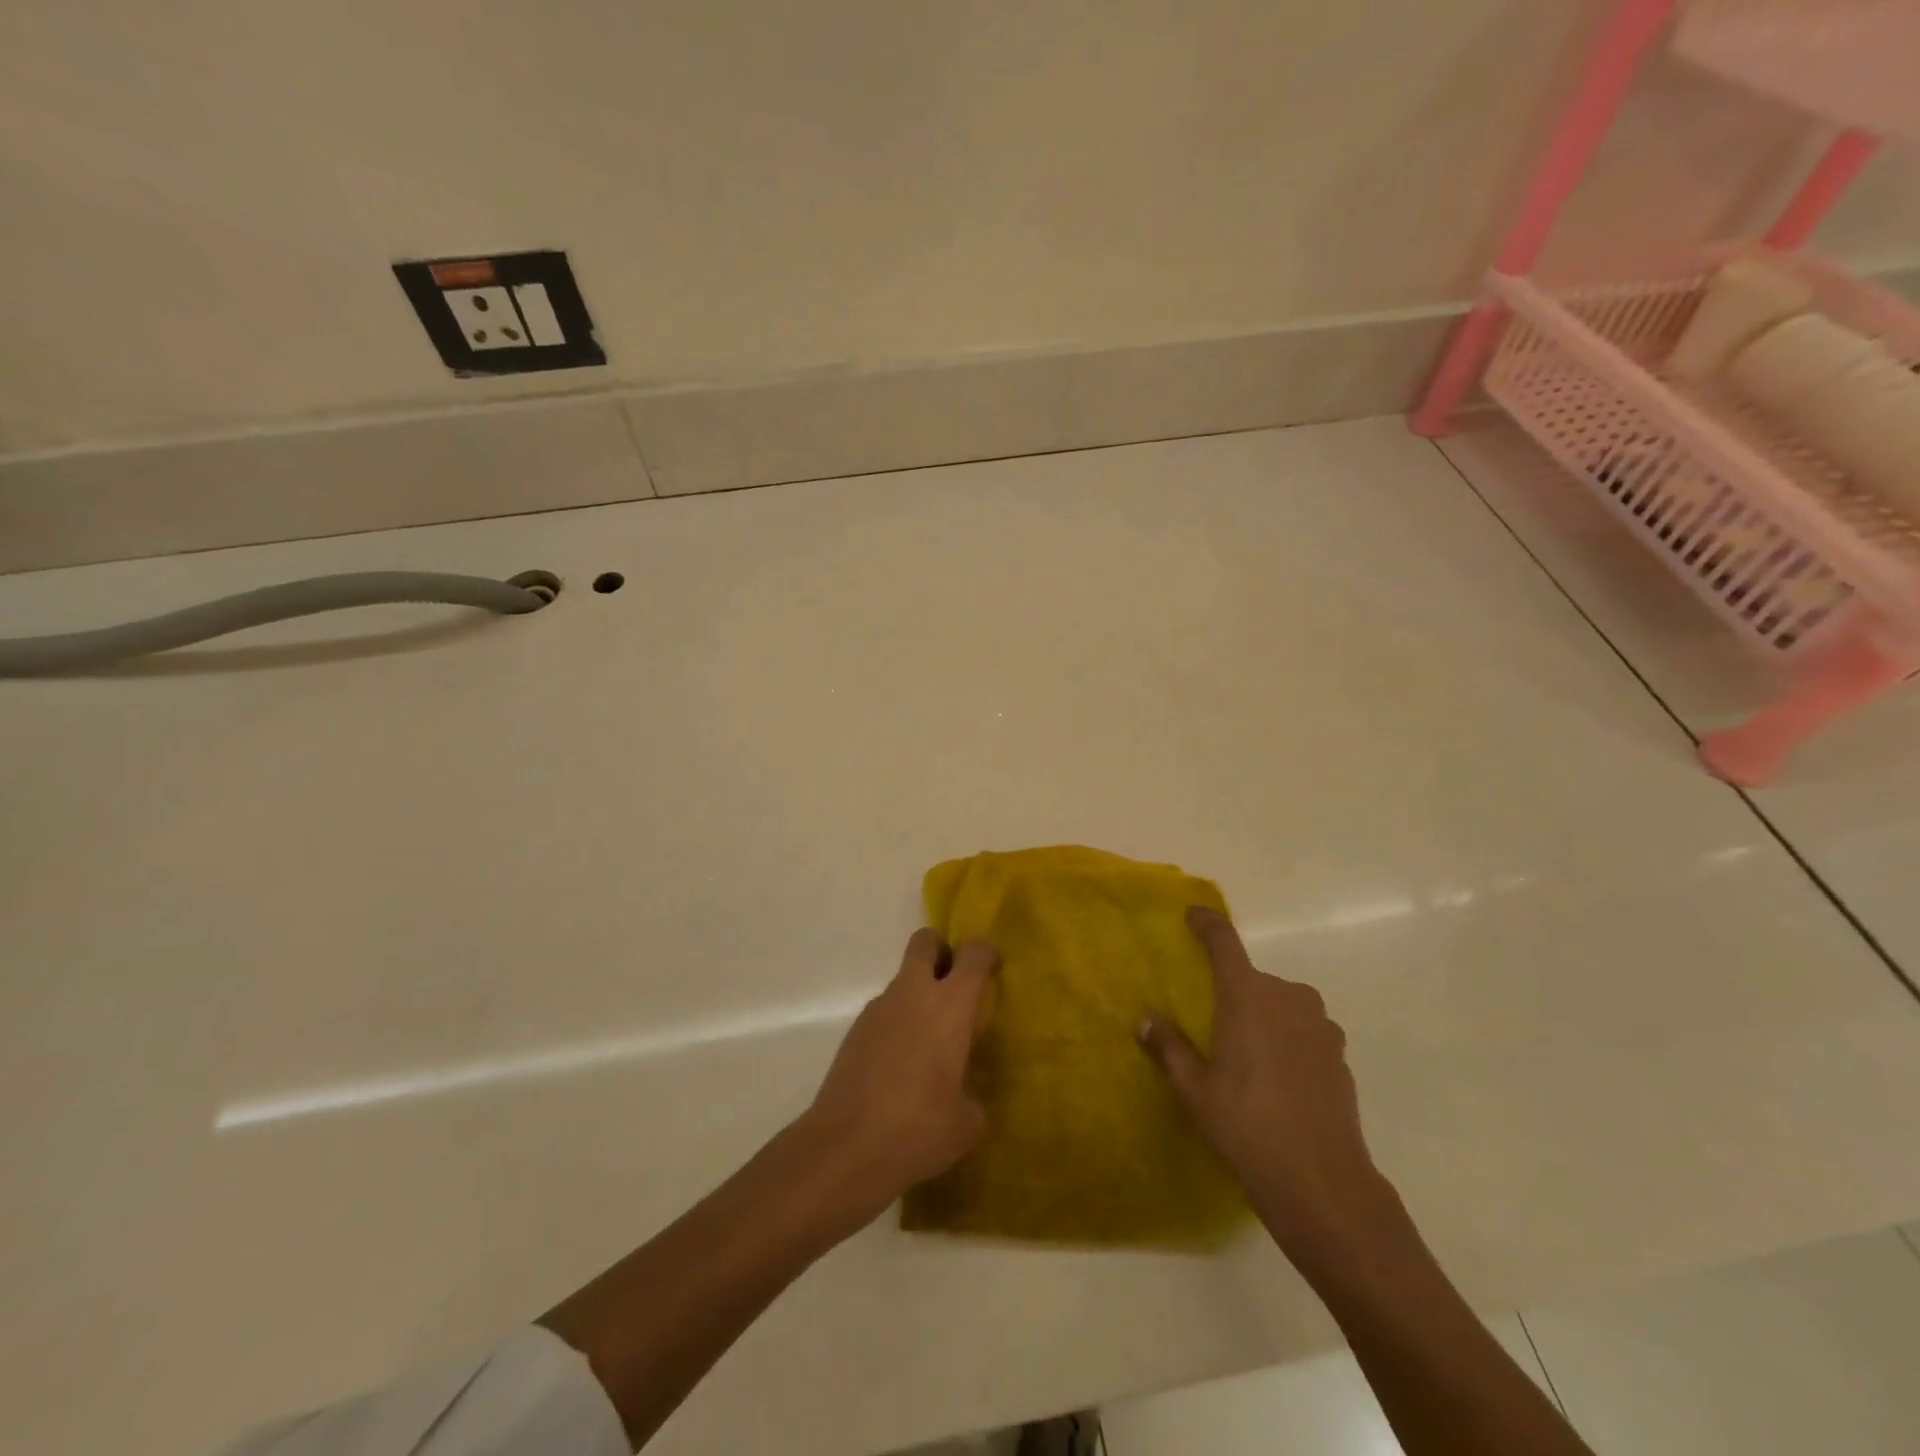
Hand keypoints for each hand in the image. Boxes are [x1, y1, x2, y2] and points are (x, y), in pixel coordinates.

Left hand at [793, 929, 997, 1226]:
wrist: (846, 1148)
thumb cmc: (919, 1129)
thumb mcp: (967, 1122)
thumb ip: (974, 1095)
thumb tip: (966, 1091)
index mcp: (950, 1005)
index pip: (973, 955)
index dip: (986, 954)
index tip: (994, 968)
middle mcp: (913, 994)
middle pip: (925, 942)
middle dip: (942, 952)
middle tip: (956, 986)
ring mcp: (878, 1009)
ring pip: (903, 979)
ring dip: (919, 995)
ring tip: (930, 1044)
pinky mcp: (855, 1031)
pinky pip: (885, 1011)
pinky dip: (898, 1023)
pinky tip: (901, 1067)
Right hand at [1139, 907, 1394, 1262]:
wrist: (1321, 1180)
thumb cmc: (1246, 1125)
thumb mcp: (1195, 1088)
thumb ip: (1170, 1048)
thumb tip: (1146, 1022)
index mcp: (1247, 995)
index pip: (1224, 941)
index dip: (1207, 923)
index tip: (1193, 915)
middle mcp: (1287, 997)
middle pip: (1253, 979)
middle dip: (1234, 993)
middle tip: (1216, 1028)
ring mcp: (1319, 1024)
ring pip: (1282, 1004)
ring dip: (1264, 1017)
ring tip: (1249, 1058)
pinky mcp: (1339, 1053)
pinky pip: (1304, 1030)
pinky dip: (1288, 1040)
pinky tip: (1279, 1079)